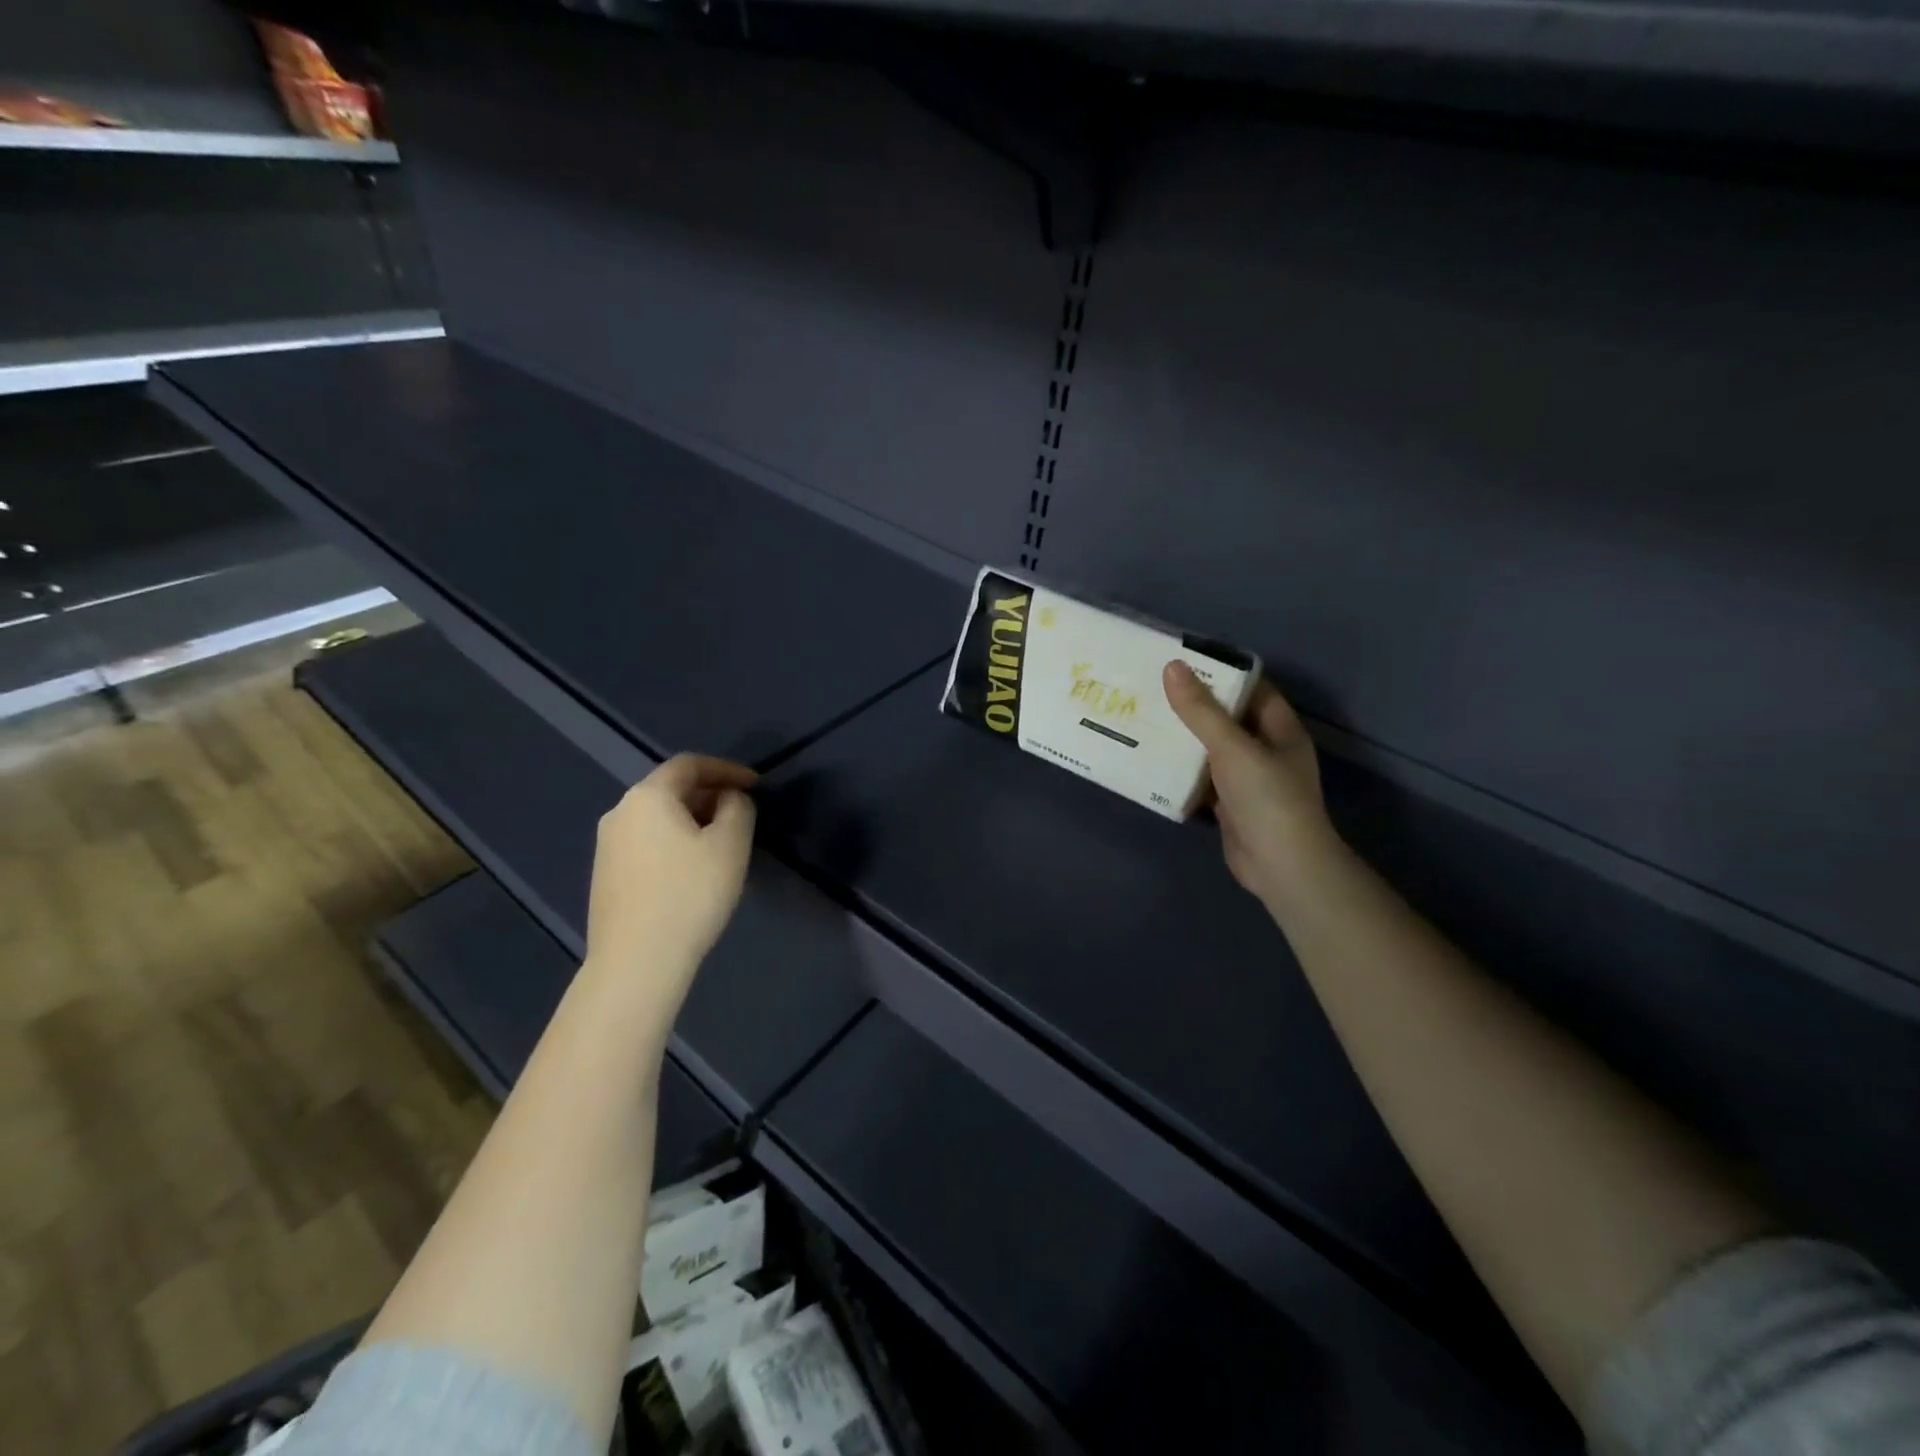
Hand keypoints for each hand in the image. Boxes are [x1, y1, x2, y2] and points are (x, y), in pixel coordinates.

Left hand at [582, 754, 757, 1032]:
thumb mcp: (730, 845)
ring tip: (722, 842)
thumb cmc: (690, 894)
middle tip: (742, 814)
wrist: (636, 962)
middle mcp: (620, 812)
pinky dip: (674, 842)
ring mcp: (607, 846)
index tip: (756, 786)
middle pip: (670, 789)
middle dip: (710, 795)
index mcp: (648, 796)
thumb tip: (729, 799)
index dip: (727, 769)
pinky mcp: (605, 875)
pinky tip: (693, 869)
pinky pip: (647, 842)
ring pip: (658, 818)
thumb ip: (738, 808)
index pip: (690, 764)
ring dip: (693, 820)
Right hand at [1164, 661, 1338, 910]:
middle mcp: (1265, 749)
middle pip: (1226, 717)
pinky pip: (1201, 778)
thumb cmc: (1266, 798)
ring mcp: (1248, 779)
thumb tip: (1173, 667)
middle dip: (1192, 705)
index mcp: (1279, 728)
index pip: (1251, 687)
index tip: (1181, 661)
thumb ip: (1201, 710)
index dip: (1220, 672)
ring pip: (1211, 749)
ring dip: (1182, 738)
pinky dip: (1180, 770)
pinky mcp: (1229, 804)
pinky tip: (1150, 760)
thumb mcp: (1233, 748)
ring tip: (1143, 718)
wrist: (1281, 866)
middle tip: (1151, 688)